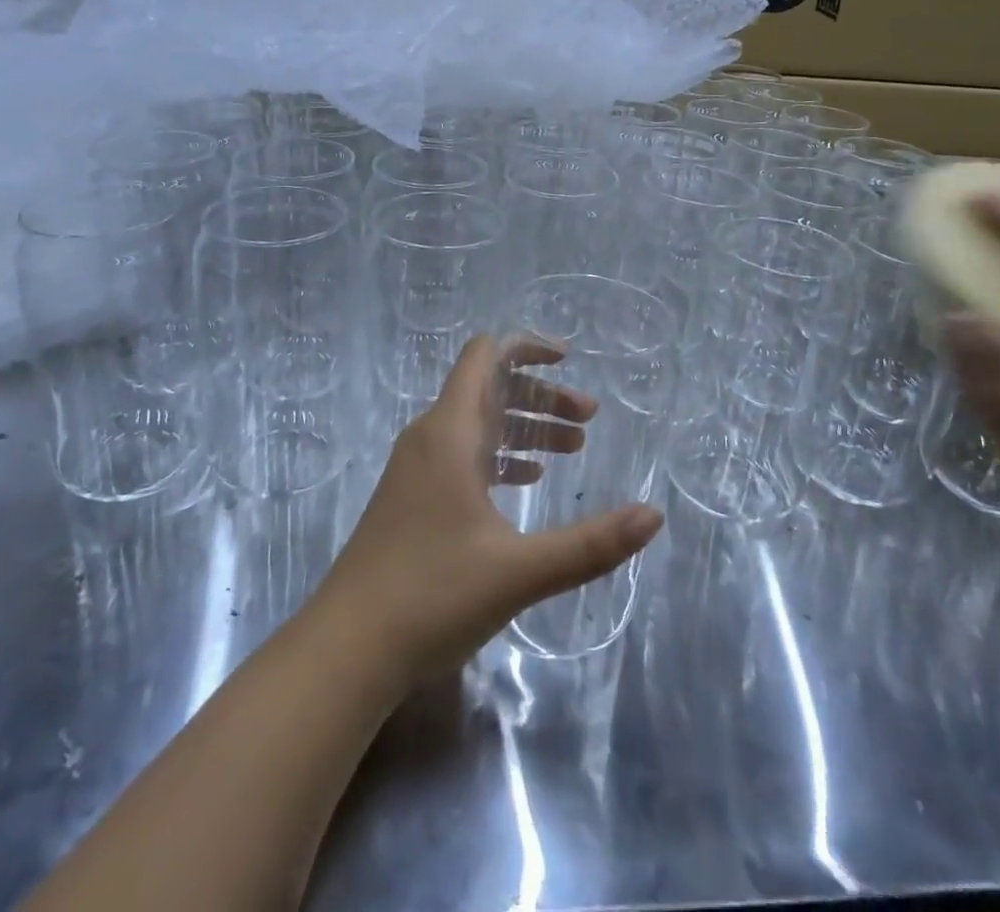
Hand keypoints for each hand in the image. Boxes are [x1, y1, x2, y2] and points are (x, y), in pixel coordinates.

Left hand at [311, 335, 663, 685]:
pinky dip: (500, 456)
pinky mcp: (412, 499)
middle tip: (588, 421)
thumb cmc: (432, 597)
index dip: (527, 348)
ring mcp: (416, 470)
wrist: (346, 651)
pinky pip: (463, 456)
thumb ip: (591, 544)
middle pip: (489, 390)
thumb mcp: (520, 571)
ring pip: (478, 426)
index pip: (486, 356)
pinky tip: (526, 481)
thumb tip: (654, 516)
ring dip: (524, 428)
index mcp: (450, 433)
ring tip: (572, 450)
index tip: (569, 361)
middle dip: (540, 397)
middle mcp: (430, 438)